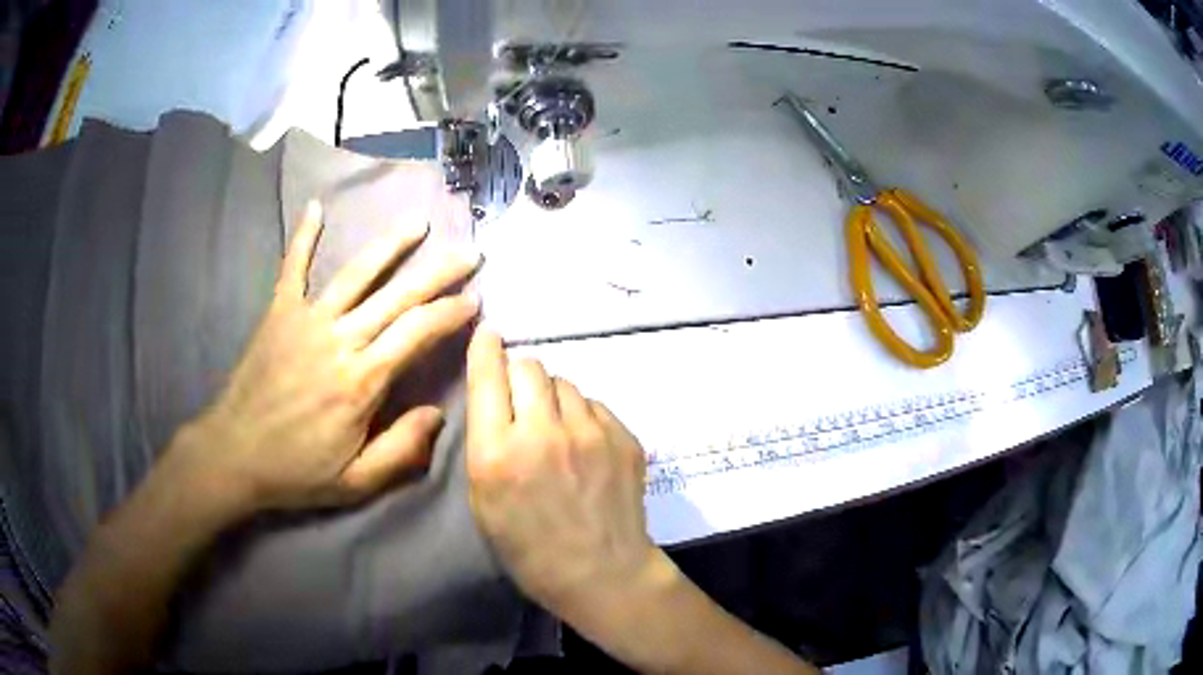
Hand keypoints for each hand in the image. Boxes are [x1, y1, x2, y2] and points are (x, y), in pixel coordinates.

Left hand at [169, 201, 479, 514]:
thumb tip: (439, 414)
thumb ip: (401, 450)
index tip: (474, 300)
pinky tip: (316, 207)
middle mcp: (339, 340)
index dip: (449, 313)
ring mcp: (307, 320)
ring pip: (356, 274)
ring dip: (390, 245)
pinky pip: (293, 268)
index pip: (417, 334)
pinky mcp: (279, 313)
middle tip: (470, 252)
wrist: (233, 454)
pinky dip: (303, 237)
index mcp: (361, 382)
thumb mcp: (355, 482)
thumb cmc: (296, 472)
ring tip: (419, 222)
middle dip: (438, 272)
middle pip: (397, 296)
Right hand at [465, 329, 662, 618]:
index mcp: (498, 453)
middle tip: (523, 404)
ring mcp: (591, 432)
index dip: (486, 349)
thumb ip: (486, 443)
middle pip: (530, 366)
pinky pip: (594, 405)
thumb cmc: (529, 548)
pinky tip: (586, 449)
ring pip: (565, 383)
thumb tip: (498, 398)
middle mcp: (544, 432)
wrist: (601, 572)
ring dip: (554, 398)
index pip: (489, 376)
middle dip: (521, 377)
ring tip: (557, 432)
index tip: (488, 335)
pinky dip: (583, 417)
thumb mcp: (483, 501)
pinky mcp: (624, 436)